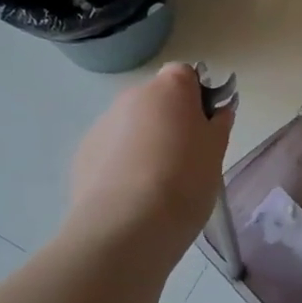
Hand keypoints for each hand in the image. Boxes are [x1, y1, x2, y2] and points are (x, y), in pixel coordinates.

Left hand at [68, 63, 234, 251]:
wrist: (126, 227)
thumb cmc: (184, 180)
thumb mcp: (216, 152)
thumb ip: (218, 124)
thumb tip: (217, 112)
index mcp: (169, 88)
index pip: (185, 75)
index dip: (197, 98)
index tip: (205, 128)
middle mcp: (132, 96)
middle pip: (156, 100)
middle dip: (169, 121)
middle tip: (186, 158)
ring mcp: (102, 124)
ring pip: (132, 126)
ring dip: (144, 143)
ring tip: (157, 184)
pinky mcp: (83, 154)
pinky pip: (111, 151)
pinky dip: (122, 164)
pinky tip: (132, 196)